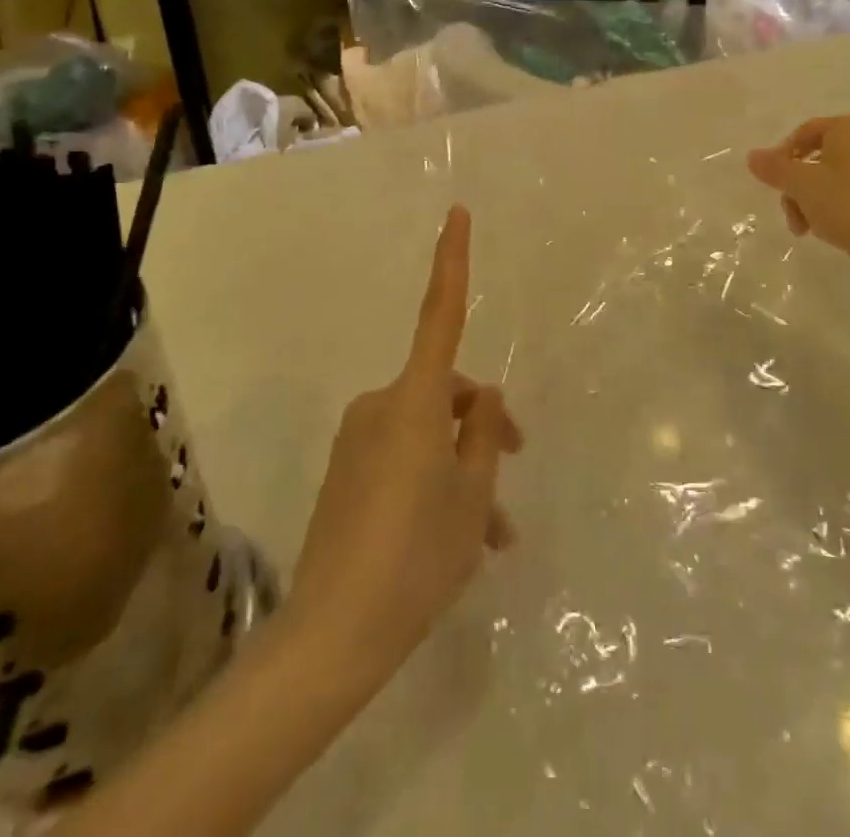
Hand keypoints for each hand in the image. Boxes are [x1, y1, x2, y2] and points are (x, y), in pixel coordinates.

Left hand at [286, 206, 521, 693]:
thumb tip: (484, 398)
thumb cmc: (417, 556)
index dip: (451, 261)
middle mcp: (382, 406)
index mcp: (416, 401)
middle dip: (484, 421)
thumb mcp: (472, 496)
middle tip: (516, 463)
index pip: (440, 314)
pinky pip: (403, 457)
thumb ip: (483, 436)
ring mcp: (359, 440)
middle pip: (447, 392)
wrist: (332, 636)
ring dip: (463, 467)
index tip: (457, 213)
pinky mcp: (347, 473)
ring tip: (495, 532)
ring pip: (429, 433)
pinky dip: (434, 482)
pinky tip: (460, 537)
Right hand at [747, 116, 849, 278]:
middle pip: (818, 156)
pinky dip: (838, 204)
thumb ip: (774, 168)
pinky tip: (833, 228)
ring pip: (835, 176)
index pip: (804, 132)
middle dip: (797, 187)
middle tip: (791, 216)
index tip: (773, 185)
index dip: (781, 157)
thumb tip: (752, 155)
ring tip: (808, 229)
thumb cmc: (849, 205)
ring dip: (813, 200)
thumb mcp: (802, 186)